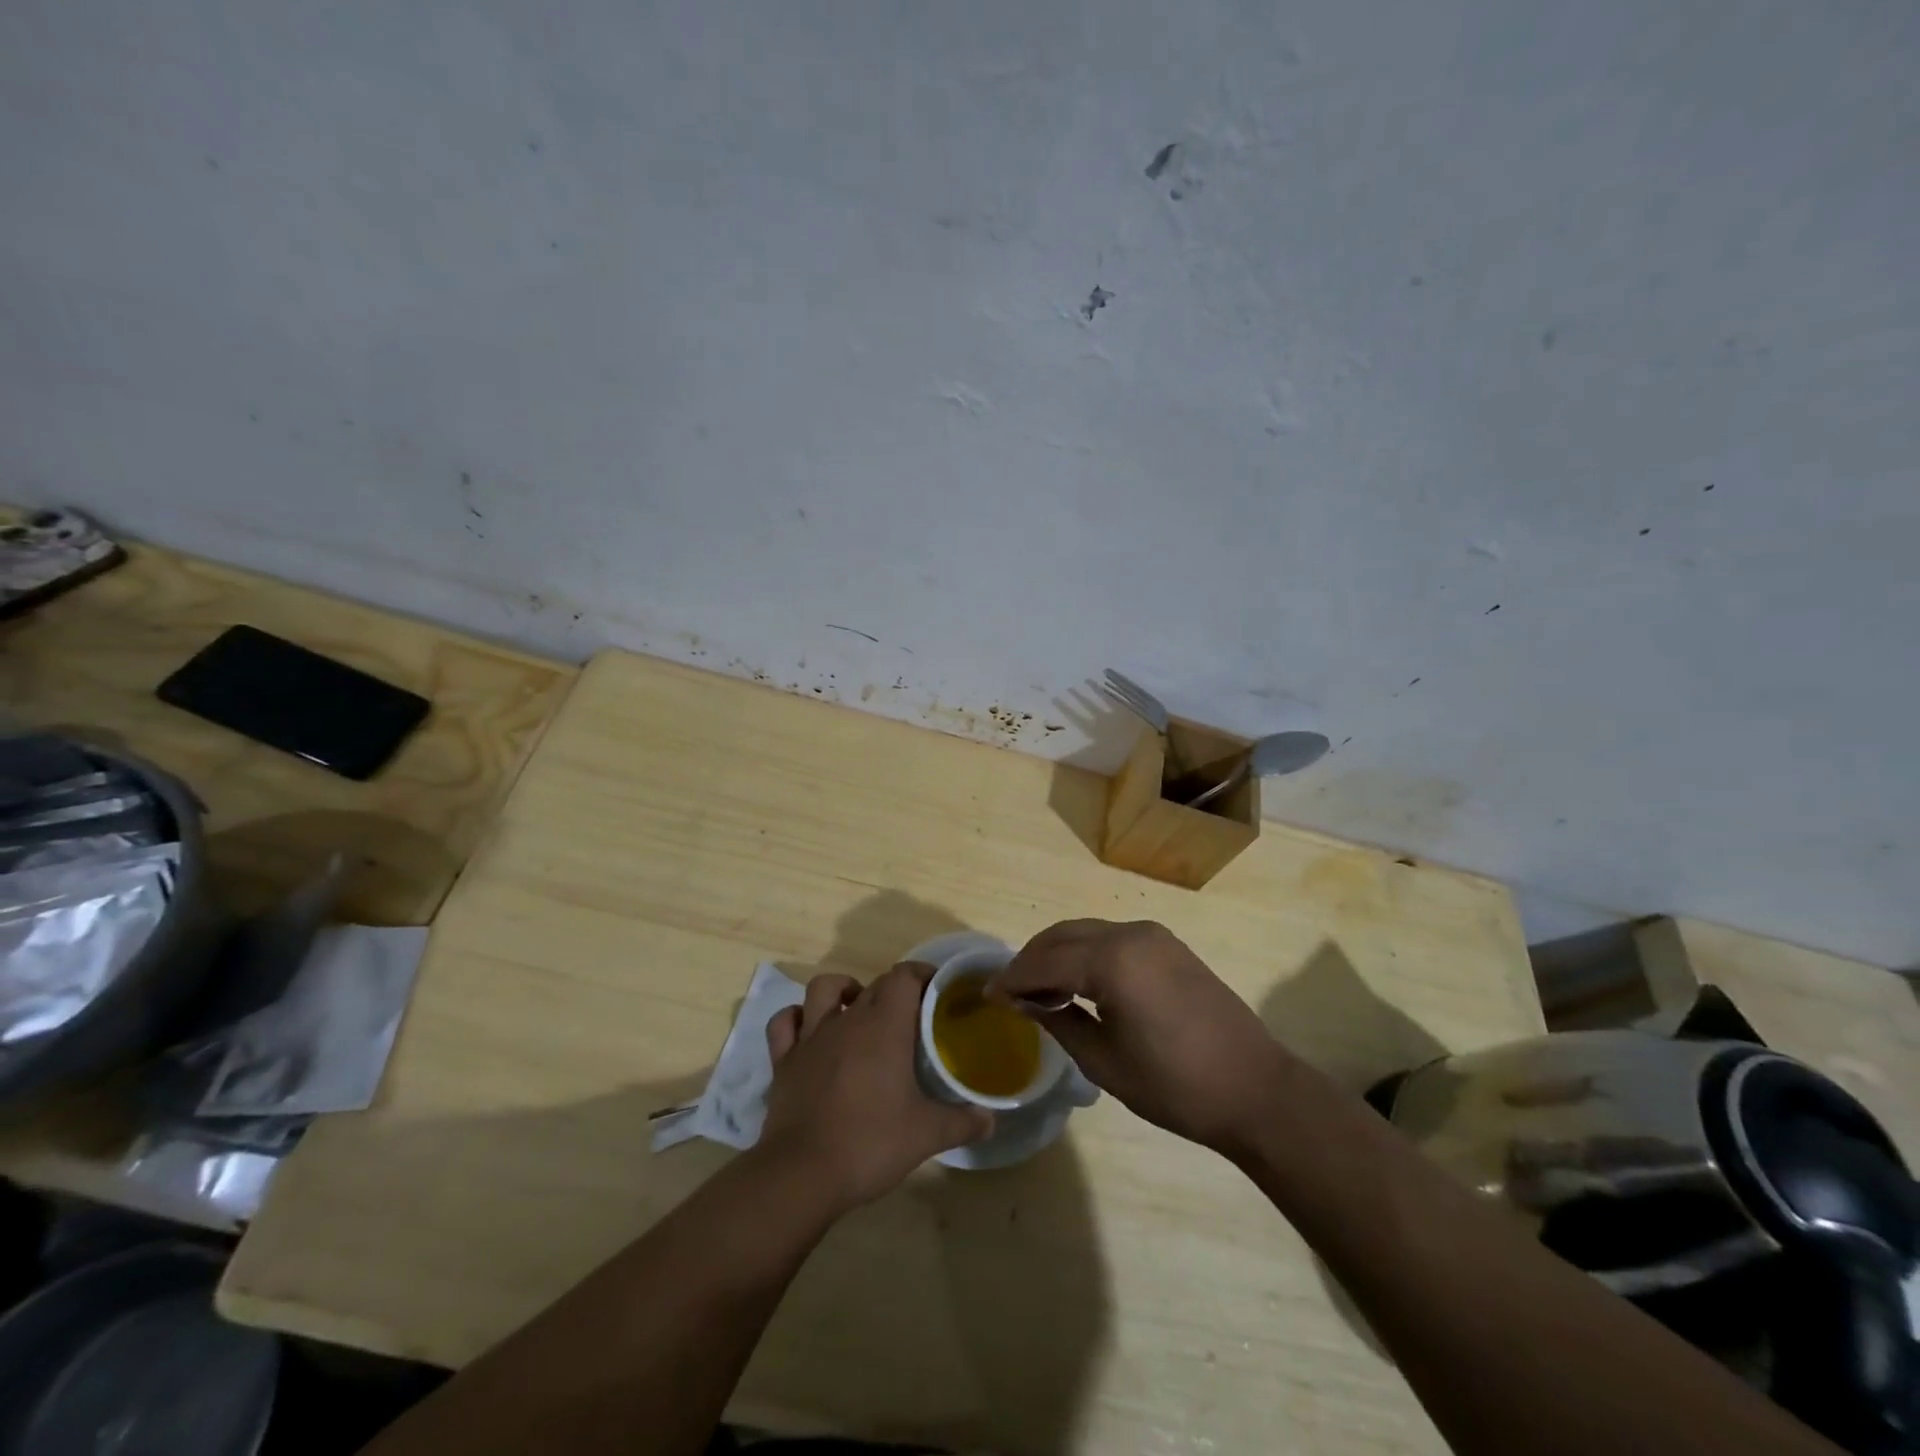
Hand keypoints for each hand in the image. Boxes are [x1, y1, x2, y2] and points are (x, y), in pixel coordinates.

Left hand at [759, 962, 992, 1212]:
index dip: (921, 974)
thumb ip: (963, 1123)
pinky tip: (809, 1030)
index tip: (937, 988)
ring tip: (858, 1008)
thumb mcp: (927, 1135)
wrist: (802, 1174)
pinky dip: (796, 1018)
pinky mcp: (784, 1061)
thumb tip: (990, 1120)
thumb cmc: (870, 1143)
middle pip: (873, 984)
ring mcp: (811, 1038)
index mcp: (884, 1026)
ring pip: (823, 989)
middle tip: (912, 1013)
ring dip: (842, 990)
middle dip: (894, 989)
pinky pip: (785, 1023)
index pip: (904, 977)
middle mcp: (847, 1020)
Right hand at [990, 920, 1286, 1157]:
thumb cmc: (1175, 1085)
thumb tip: (1022, 1001)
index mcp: (1113, 960)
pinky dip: (1086, 954)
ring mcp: (1154, 935)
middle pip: (1063, 936)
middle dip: (1031, 960)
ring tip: (1039, 990)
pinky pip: (1112, 939)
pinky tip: (1078, 983)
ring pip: (1087, 932)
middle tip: (1009, 992)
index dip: (1012, 978)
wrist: (1255, 1090)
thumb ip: (1057, 1020)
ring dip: (1058, 954)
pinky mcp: (1169, 946)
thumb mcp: (1104, 1060)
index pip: (1046, 961)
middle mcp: (1130, 933)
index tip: (987, 995)